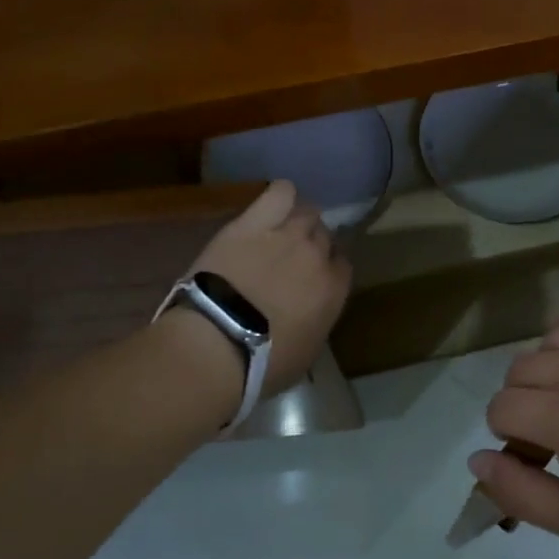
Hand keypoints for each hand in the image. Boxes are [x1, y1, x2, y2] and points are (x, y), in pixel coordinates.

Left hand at [183, 179, 351, 396]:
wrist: (216, 344)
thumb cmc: (261, 364)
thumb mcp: (303, 355)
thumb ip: (315, 324)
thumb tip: (310, 314)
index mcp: (333, 291)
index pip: (342, 266)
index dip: (327, 270)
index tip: (312, 281)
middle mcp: (317, 257)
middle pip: (325, 236)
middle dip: (312, 246)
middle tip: (290, 261)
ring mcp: (287, 235)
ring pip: (307, 212)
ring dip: (298, 221)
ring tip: (280, 232)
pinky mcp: (253, 223)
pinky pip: (280, 193)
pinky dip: (281, 195)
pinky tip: (274, 204)